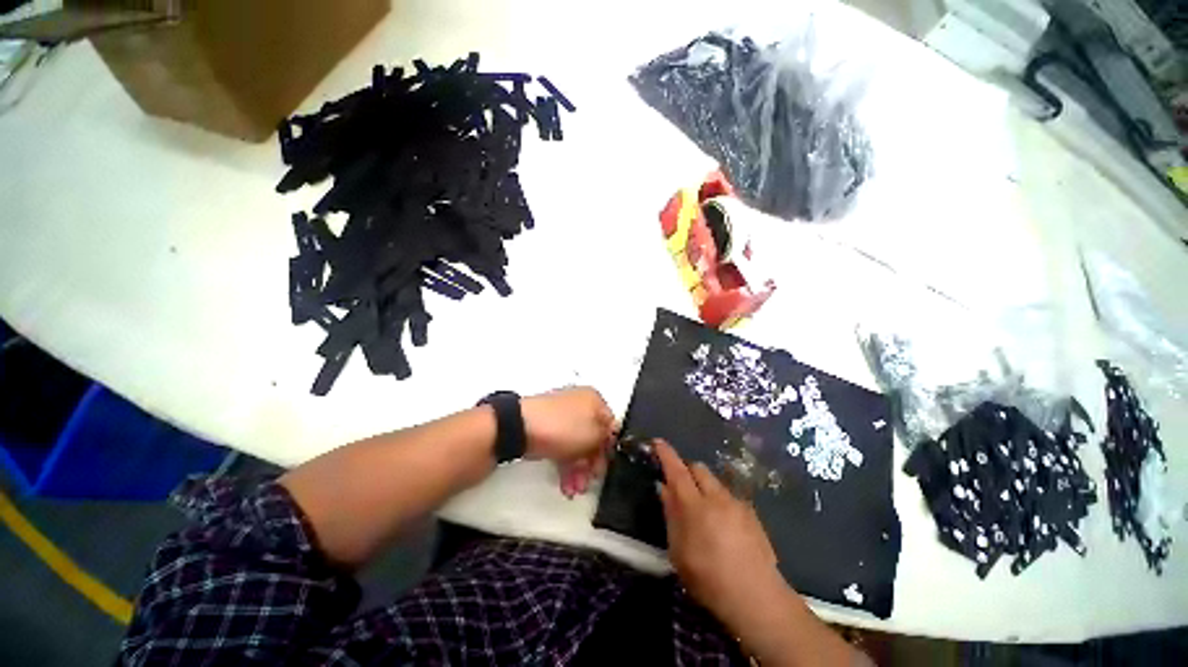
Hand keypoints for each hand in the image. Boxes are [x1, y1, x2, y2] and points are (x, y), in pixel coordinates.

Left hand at [521, 387, 616, 497]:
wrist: (521, 426)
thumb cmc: (563, 427)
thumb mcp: (594, 435)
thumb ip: (607, 439)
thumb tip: (609, 441)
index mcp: (594, 399)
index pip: (611, 426)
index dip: (609, 449)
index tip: (604, 468)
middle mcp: (580, 404)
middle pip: (593, 437)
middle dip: (592, 464)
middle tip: (588, 483)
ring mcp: (562, 415)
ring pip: (577, 444)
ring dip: (579, 469)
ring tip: (573, 489)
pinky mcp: (547, 427)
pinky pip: (563, 446)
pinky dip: (566, 463)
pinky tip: (565, 483)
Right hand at [655, 440, 791, 628]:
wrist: (757, 598)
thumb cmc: (708, 578)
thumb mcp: (678, 551)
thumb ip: (671, 514)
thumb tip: (663, 488)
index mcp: (695, 505)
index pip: (677, 470)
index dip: (666, 454)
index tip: (658, 442)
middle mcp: (717, 497)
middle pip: (698, 468)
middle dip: (687, 470)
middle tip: (680, 487)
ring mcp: (737, 503)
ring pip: (715, 481)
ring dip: (704, 486)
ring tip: (703, 511)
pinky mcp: (752, 513)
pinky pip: (729, 496)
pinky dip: (720, 500)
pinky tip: (723, 525)